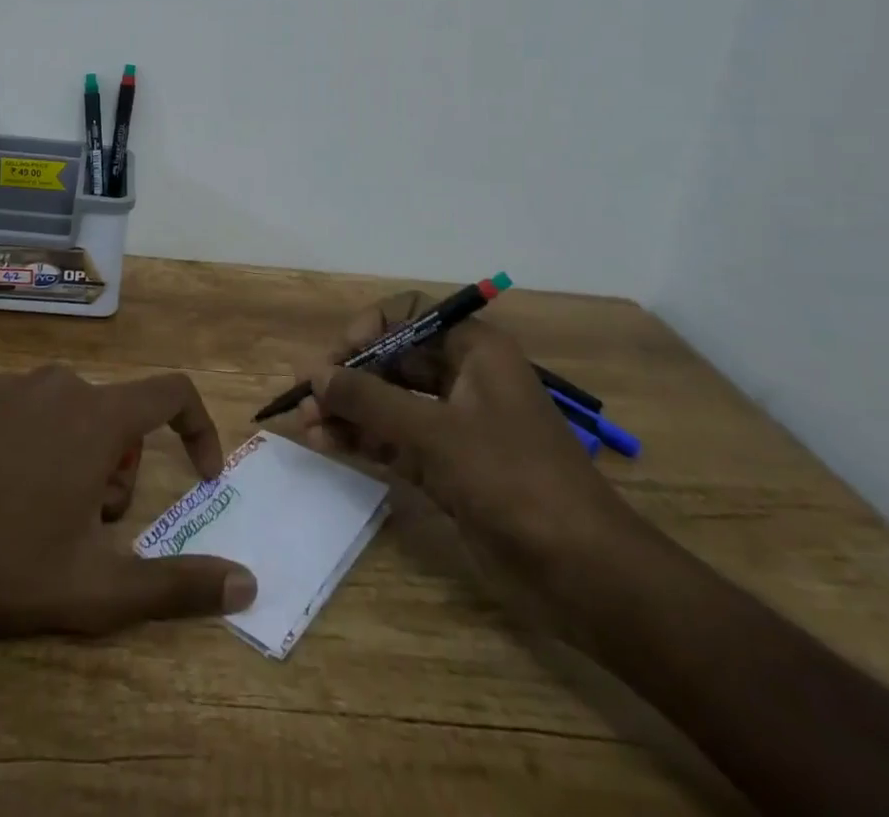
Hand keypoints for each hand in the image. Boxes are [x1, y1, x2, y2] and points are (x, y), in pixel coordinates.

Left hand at [0, 365, 256, 636]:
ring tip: (35, 509)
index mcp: (99, 416)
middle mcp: (60, 384)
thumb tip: (247, 585)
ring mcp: (8, 382)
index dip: (198, 427)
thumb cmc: (6, 564)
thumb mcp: (98, 588)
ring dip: (70, 451)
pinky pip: (15, 408)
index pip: (173, 392)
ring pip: (65, 410)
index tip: (199, 473)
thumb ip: (178, 585)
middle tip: (87, 521)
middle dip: (117, 465)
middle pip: (115, 415)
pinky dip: (21, 440)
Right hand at [297, 292, 631, 574]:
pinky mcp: (446, 469)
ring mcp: (454, 426)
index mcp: (476, 351)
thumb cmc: (514, 479)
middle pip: (394, 359)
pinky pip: (394, 441)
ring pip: (389, 403)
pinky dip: (362, 440)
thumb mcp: (436, 432)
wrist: (582, 574)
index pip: (413, 315)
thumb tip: (314, 374)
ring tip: (305, 423)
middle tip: (307, 394)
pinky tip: (325, 443)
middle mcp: (463, 380)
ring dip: (349, 409)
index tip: (341, 354)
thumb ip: (370, 400)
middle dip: (350, 374)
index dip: (372, 326)